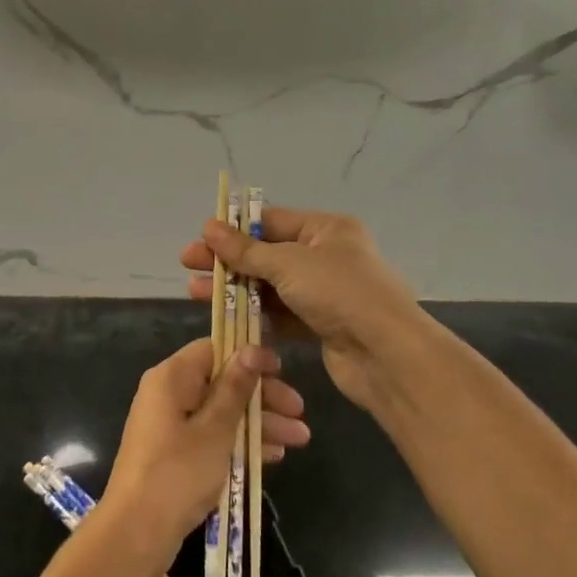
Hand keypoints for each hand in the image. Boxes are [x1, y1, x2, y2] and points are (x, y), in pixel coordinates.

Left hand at [98, 339, 309, 576]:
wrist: (137, 531)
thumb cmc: (178, 472)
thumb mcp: (214, 429)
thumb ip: (235, 388)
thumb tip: (251, 348)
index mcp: (171, 378)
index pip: (213, 349)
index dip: (249, 356)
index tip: (282, 370)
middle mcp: (168, 394)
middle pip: (221, 382)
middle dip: (262, 396)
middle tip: (300, 412)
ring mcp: (171, 425)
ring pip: (221, 412)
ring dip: (259, 423)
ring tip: (301, 439)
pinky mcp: (175, 452)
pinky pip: (213, 436)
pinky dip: (240, 442)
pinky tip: (273, 456)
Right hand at [181, 207, 422, 415]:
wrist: (388, 356)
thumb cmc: (340, 294)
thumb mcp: (288, 264)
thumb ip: (246, 250)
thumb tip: (209, 227)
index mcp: (327, 230)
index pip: (272, 221)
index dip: (235, 229)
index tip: (201, 238)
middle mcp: (327, 256)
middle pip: (267, 254)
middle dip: (228, 261)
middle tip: (189, 265)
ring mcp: (324, 293)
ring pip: (269, 286)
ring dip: (235, 289)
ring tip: (196, 293)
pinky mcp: (320, 325)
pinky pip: (280, 314)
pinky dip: (253, 315)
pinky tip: (224, 317)